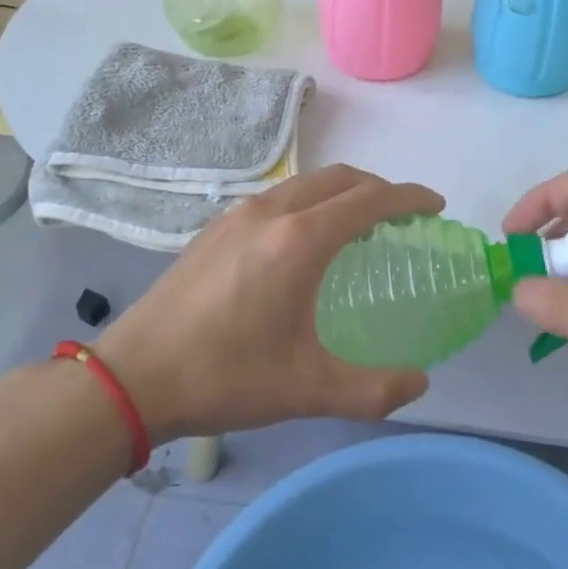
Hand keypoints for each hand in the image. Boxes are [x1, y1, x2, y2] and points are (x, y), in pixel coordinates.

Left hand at [93, 164, 441, 442]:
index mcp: (300, 241)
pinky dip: (310, 202)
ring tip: (359, 226)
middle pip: (341, 178)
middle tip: (403, 217)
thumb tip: (420, 383)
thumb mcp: (307, 390)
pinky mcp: (215, 227)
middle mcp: (272, 213)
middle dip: (379, 189)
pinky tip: (305, 242)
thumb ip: (373, 390)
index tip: (435, 206)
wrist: (131, 377)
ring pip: (306, 183)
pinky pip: (279, 197)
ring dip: (342, 192)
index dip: (409, 197)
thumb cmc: (225, 377)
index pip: (370, 199)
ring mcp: (238, 215)